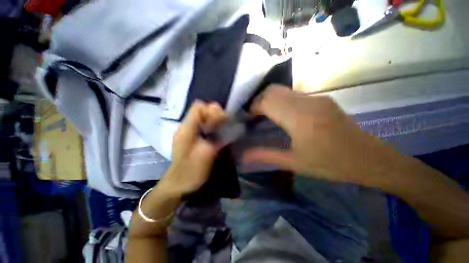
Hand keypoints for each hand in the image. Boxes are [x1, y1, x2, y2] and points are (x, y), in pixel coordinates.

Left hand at [159, 101, 226, 195]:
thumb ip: (216, 139)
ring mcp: (188, 132)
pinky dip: (212, 126)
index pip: (198, 108)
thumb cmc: (191, 171)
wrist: (178, 184)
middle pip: (201, 110)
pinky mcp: (192, 137)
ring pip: (202, 118)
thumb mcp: (206, 155)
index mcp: (186, 129)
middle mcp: (186, 127)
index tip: (224, 119)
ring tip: (224, 127)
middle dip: (215, 114)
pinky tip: (218, 132)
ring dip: (214, 119)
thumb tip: (229, 128)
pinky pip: (203, 125)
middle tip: (226, 123)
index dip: (212, 111)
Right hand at [244, 85, 399, 186]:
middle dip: (258, 101)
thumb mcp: (294, 163)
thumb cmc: (331, 164)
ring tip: (264, 115)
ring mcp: (316, 98)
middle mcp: (307, 102)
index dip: (253, 107)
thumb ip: (267, 155)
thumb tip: (244, 156)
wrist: (370, 159)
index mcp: (299, 119)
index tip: (248, 118)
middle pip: (273, 91)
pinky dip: (281, 101)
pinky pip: (293, 94)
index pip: (267, 101)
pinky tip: (281, 115)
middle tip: (254, 116)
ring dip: (269, 100)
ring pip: (283, 90)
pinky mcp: (322, 99)